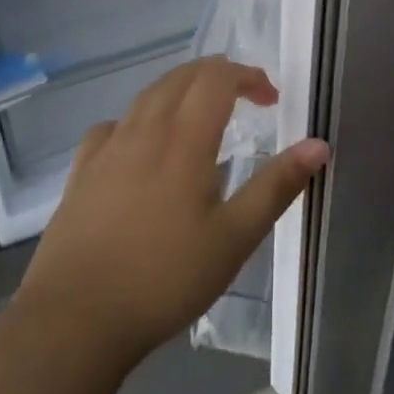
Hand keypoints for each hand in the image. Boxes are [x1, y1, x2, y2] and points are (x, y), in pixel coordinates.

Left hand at [17, 57, 330, 365]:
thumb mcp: (234, 239)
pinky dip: (137, 120)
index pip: (217, 79)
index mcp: (184, 139)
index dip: (247, 76)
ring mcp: (107, 148)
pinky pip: (112, 126)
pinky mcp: (81, 171)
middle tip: (243, 96)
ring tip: (198, 112)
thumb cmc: (164, 278)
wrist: (75, 318)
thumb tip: (318, 145)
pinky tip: (139, 144)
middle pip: (181, 78)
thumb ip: (276, 186)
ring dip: (179, 89)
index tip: (271, 98)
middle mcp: (144, 130)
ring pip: (146, 96)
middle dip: (216, 75)